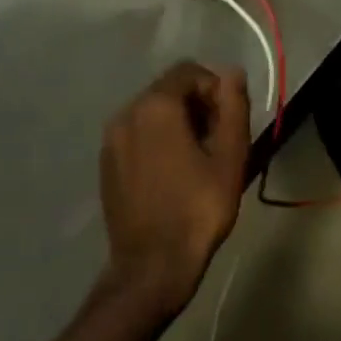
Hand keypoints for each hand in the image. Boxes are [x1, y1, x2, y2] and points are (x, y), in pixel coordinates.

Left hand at [98, 62, 249, 319]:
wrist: (151, 268)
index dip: (215, 89)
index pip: (189, 72)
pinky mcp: (106, 163)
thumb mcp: (230, 156)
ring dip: (177, 122)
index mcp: (156, 105)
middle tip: (217, 140)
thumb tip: (232, 72)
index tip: (228, 121)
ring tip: (197, 158)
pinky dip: (157, 139)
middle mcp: (127, 112)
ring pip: (152, 111)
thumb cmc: (198, 209)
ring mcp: (111, 139)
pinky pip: (137, 134)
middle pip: (169, 89)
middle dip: (197, 104)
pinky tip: (172, 172)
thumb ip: (234, 106)